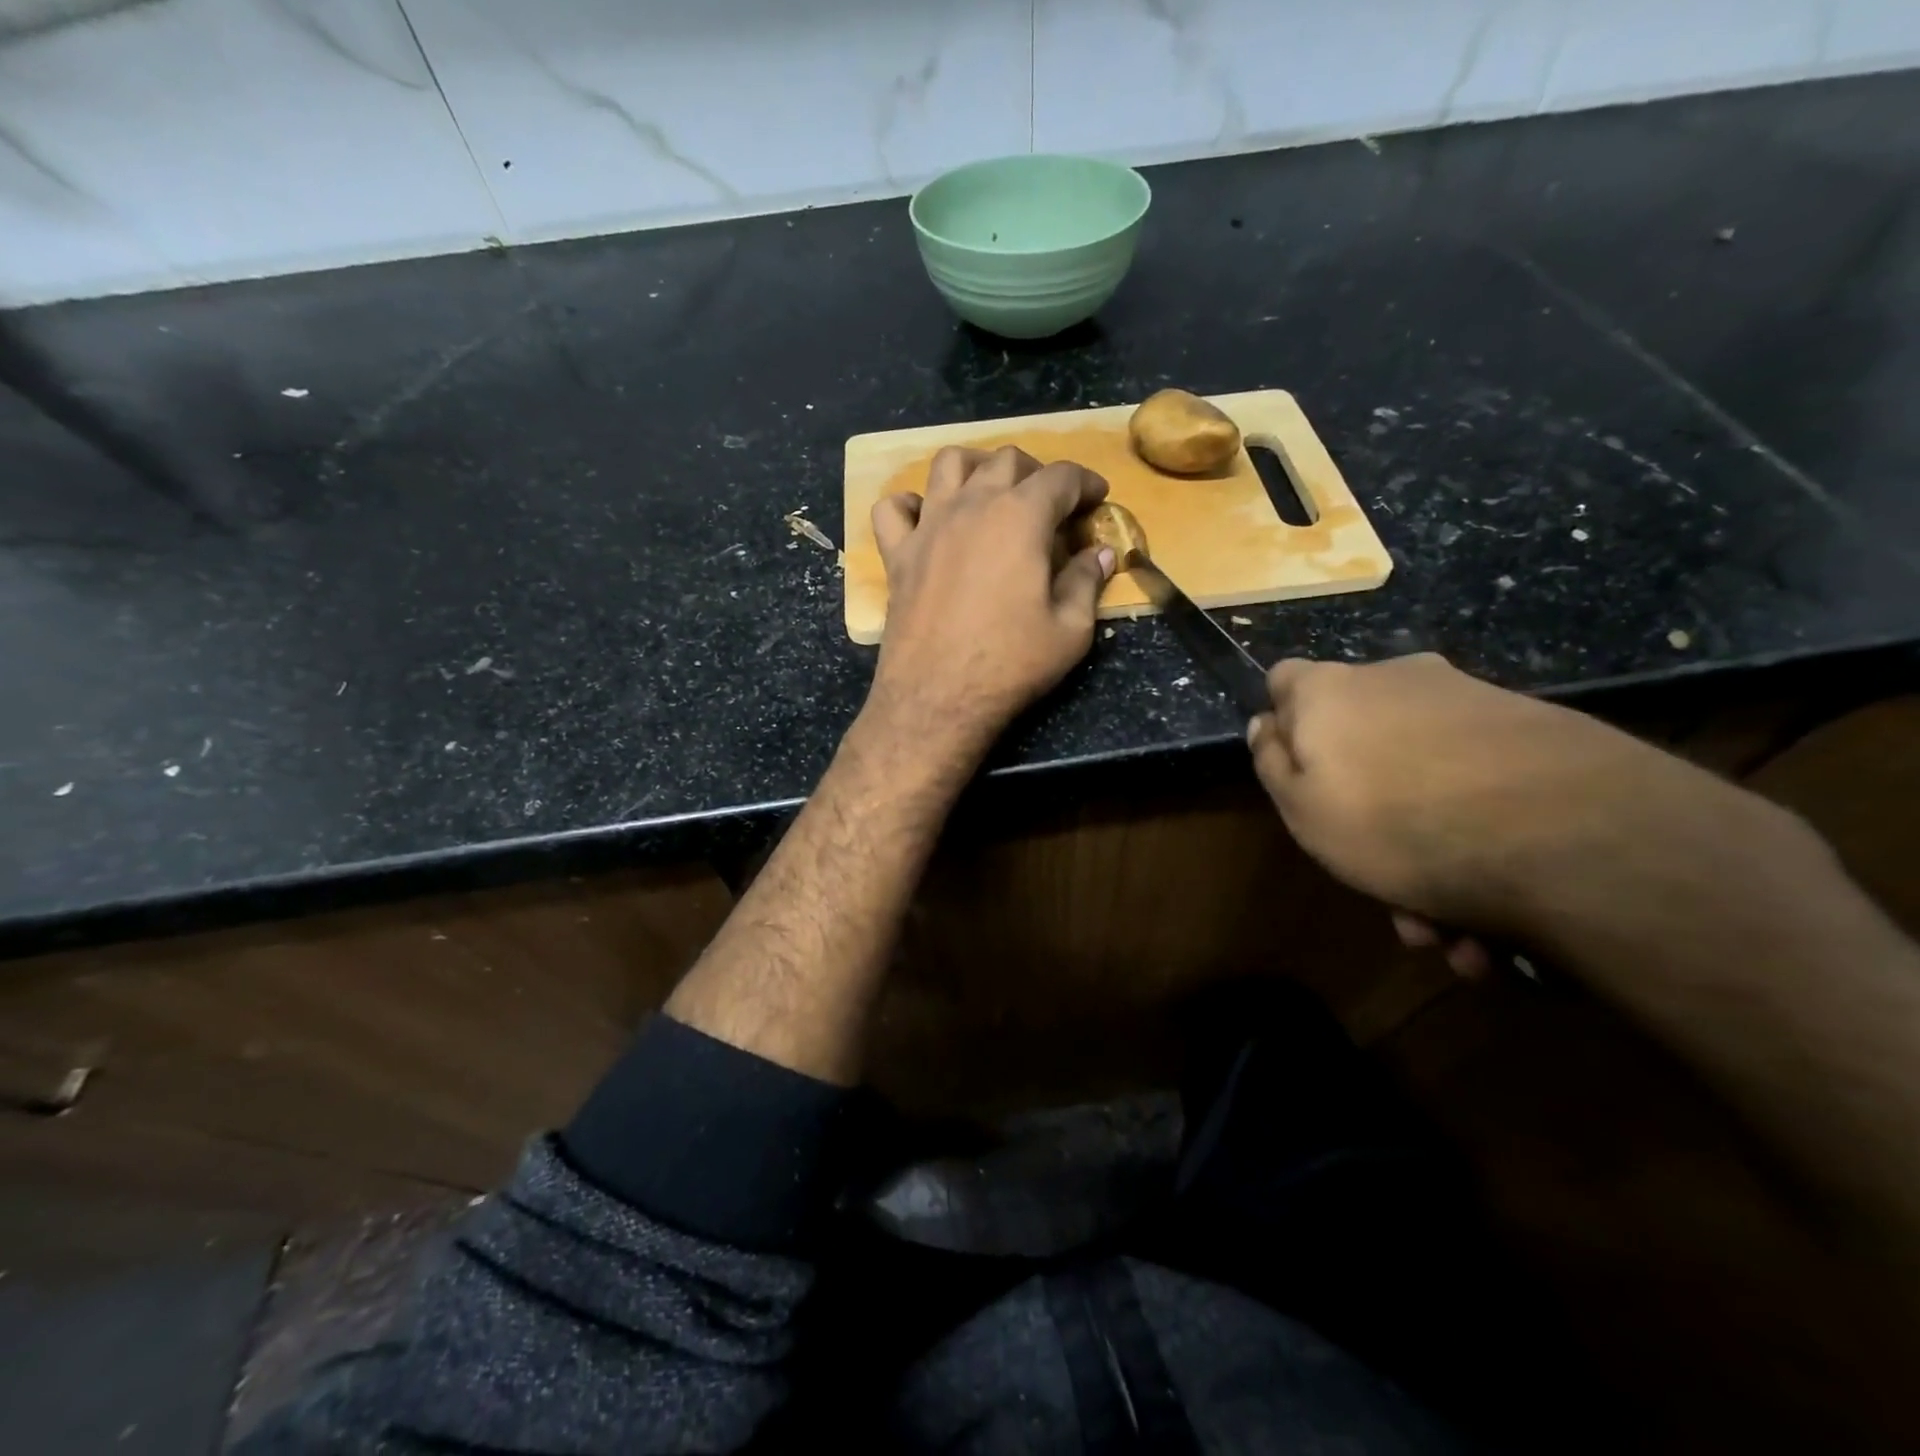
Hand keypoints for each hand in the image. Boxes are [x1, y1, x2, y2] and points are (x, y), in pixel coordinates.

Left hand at [863, 445, 1114, 760]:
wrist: (938, 698)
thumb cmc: (1010, 664)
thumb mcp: (1070, 630)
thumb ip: (1086, 582)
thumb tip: (1100, 554)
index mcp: (1021, 517)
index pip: (1061, 477)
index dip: (1086, 483)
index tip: (1097, 500)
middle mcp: (972, 506)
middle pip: (1006, 460)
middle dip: (1036, 472)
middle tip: (1051, 505)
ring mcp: (928, 526)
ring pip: (948, 464)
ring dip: (976, 469)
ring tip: (991, 494)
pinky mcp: (897, 554)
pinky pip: (894, 508)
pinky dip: (911, 505)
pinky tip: (928, 522)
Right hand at [1245, 653, 1790, 941]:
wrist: (1566, 834)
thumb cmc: (1394, 823)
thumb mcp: (1301, 809)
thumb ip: (1273, 764)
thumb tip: (1266, 724)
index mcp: (1330, 693)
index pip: (1283, 680)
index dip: (1283, 722)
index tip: (1295, 771)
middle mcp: (1398, 682)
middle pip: (1360, 739)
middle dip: (1365, 811)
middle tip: (1381, 885)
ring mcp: (1471, 704)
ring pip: (1425, 779)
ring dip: (1428, 852)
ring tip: (1448, 929)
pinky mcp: (1537, 734)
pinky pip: (1482, 791)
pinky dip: (1479, 845)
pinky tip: (1493, 919)